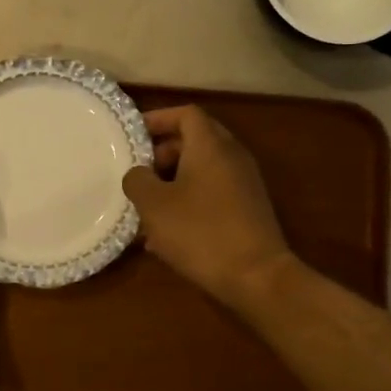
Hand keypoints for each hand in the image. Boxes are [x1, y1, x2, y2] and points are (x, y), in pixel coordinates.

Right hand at [122, 106, 294, 307]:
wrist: (257, 277)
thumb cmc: (200, 232)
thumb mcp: (154, 205)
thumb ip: (137, 180)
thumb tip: (137, 173)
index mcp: (210, 146)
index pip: (186, 113)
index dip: (158, 119)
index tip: (133, 135)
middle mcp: (232, 157)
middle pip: (194, 141)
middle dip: (161, 154)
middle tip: (137, 173)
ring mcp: (244, 184)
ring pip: (201, 170)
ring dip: (172, 182)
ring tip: (145, 208)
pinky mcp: (247, 210)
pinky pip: (211, 193)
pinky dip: (188, 202)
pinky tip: (166, 234)